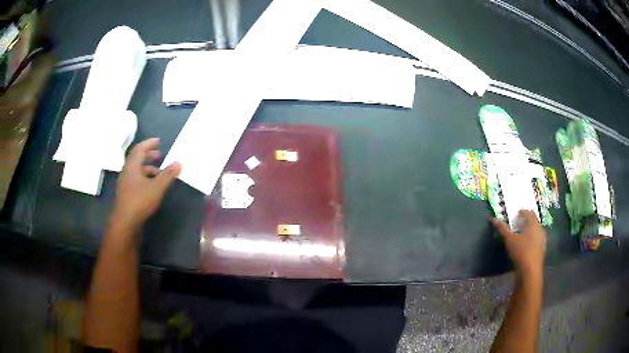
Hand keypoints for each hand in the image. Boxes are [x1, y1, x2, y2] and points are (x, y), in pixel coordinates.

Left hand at [111, 138, 180, 232]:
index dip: (149, 143)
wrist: (125, 222)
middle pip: (137, 158)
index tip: (158, 141)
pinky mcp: (126, 193)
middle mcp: (127, 171)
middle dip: (148, 155)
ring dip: (147, 168)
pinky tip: (151, 186)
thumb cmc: (140, 201)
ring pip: (136, 170)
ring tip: (158, 172)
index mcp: (132, 166)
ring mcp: (125, 183)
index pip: (140, 148)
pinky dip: (144, 177)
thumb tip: (179, 162)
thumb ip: (167, 175)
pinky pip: (135, 179)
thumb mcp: (157, 187)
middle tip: (159, 154)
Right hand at [491, 210, 545, 278]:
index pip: (529, 212)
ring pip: (536, 230)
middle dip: (527, 220)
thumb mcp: (509, 240)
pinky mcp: (541, 249)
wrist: (530, 270)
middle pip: (534, 220)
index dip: (522, 212)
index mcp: (533, 223)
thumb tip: (493, 218)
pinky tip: (526, 244)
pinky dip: (532, 238)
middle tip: (519, 222)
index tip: (517, 213)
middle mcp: (539, 228)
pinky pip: (537, 239)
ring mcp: (542, 239)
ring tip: (522, 233)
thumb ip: (502, 229)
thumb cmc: (520, 252)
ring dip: (530, 230)